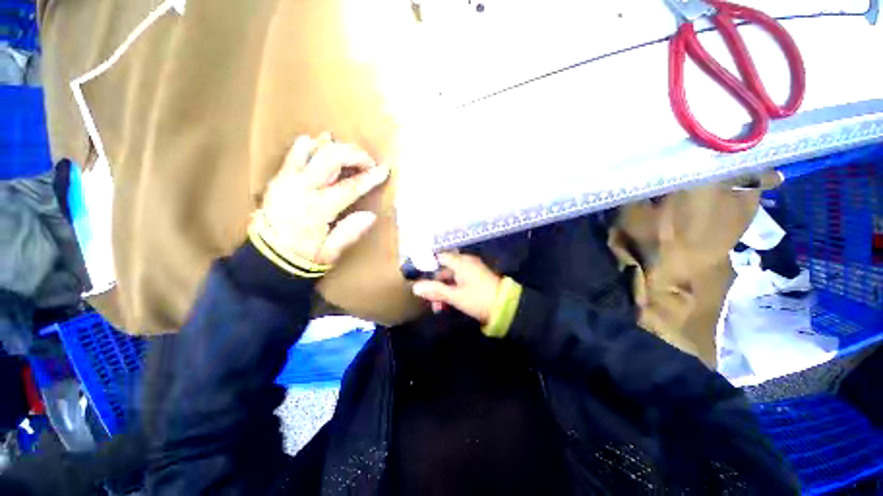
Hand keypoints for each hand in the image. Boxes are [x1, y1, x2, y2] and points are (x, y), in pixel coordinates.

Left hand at [257, 133, 388, 265]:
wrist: (267, 258)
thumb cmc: (304, 257)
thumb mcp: (331, 252)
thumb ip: (350, 233)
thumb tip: (371, 215)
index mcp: (317, 209)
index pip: (350, 187)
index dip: (370, 177)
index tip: (385, 169)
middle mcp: (301, 188)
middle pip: (331, 158)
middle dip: (355, 155)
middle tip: (369, 162)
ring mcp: (287, 179)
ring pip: (313, 149)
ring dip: (335, 147)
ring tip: (349, 154)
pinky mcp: (279, 178)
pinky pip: (295, 153)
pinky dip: (312, 145)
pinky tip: (323, 147)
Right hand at [412, 253, 501, 323]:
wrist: (505, 307)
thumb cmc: (477, 299)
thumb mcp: (454, 296)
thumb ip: (435, 290)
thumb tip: (415, 287)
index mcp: (461, 262)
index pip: (439, 257)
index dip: (427, 265)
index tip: (418, 276)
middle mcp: (466, 262)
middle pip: (443, 269)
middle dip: (434, 284)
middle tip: (428, 299)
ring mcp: (471, 271)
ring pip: (450, 277)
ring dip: (442, 290)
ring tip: (438, 308)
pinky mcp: (475, 279)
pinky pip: (459, 281)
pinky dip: (452, 291)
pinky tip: (447, 305)